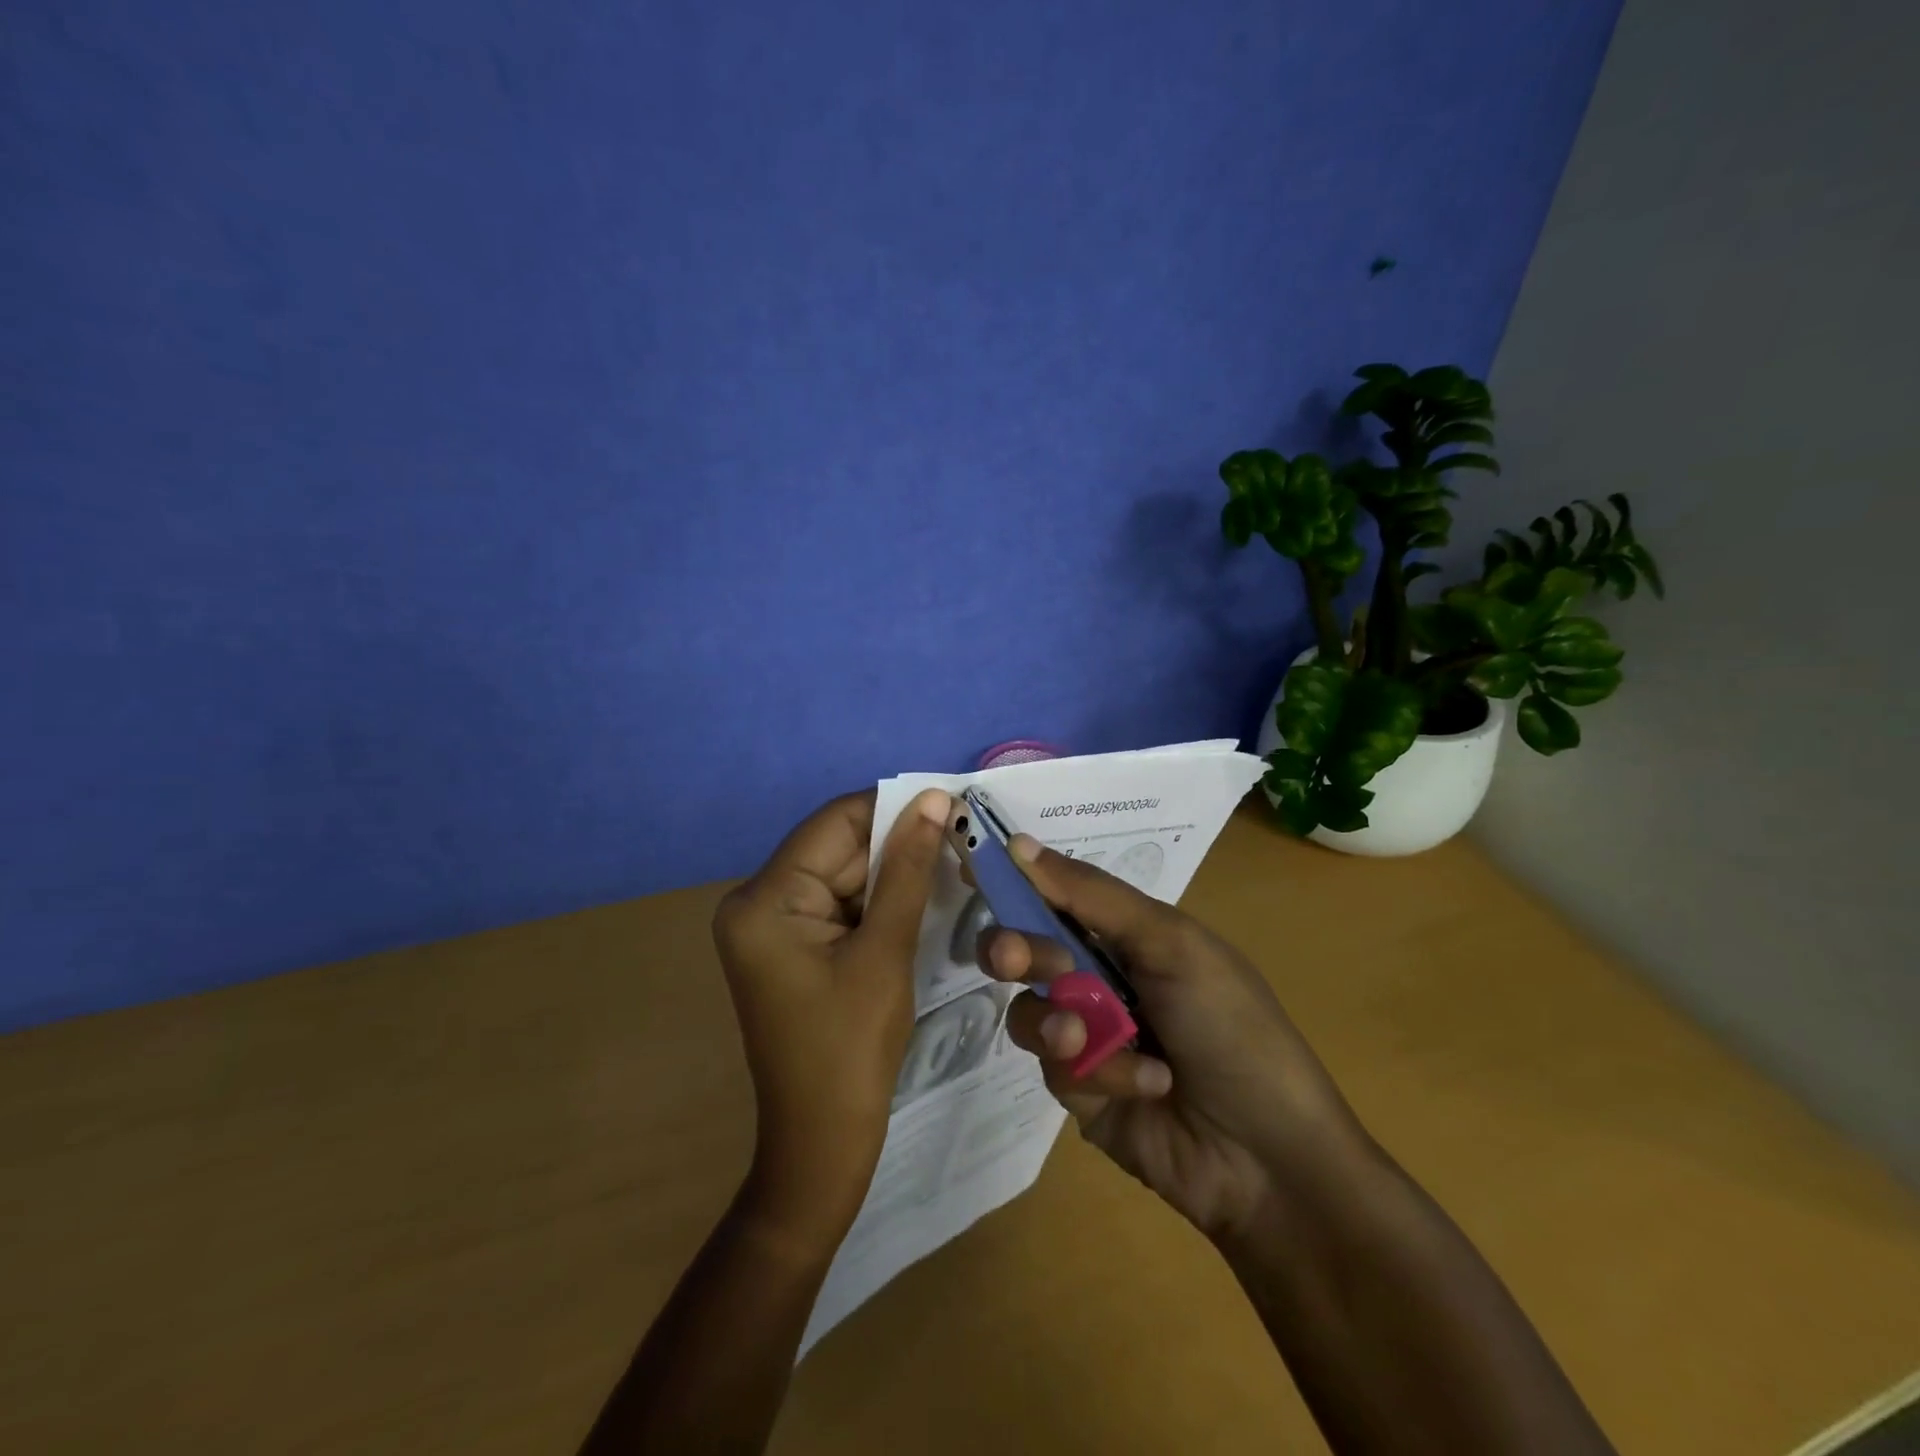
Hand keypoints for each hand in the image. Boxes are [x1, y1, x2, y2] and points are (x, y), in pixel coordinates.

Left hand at [712, 787, 948, 1249]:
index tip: (951, 801)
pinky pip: (841, 903)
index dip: (894, 806)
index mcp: (765, 899)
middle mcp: (758, 901)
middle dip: (898, 842)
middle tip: (962, 834)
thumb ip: (908, 870)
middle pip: (838, 847)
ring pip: (845, 873)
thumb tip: (935, 799)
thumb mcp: (886, 951)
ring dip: (895, 870)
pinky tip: (924, 895)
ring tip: (954, 861)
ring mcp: (772, 926)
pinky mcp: (791, 946)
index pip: (835, 823)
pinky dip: (880, 899)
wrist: (822, 1145)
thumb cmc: (852, 1049)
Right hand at [977, 835, 1369, 1244]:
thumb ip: (1092, 895)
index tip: (971, 867)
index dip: (1014, 880)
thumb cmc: (1230, 1026)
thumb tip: (1017, 843)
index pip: (1056, 893)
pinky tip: (1144, 1085)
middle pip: (1027, 948)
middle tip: (1013, 960)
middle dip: (1016, 950)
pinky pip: (1052, 1065)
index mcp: (1126, 932)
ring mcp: (1086, 1034)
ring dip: (1057, 1021)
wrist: (1268, 1154)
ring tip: (1087, 1041)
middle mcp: (1099, 976)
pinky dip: (1095, 1071)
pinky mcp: (1078, 1088)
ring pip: (1028, 1008)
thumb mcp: (1171, 944)